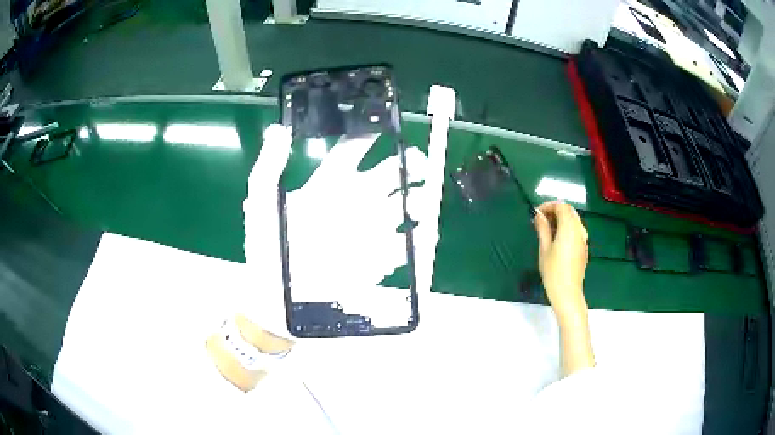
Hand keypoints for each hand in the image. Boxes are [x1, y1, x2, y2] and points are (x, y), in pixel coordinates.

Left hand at [242, 125, 438, 338]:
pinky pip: (408, 245)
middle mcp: (353, 202)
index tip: (384, 124)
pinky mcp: (379, 258)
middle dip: (408, 164)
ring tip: (421, 202)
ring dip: (419, 198)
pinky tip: (425, 235)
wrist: (278, 299)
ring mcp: (369, 230)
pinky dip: (421, 239)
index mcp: (327, 184)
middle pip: (389, 173)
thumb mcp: (261, 205)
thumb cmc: (266, 250)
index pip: (351, 151)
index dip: (367, 135)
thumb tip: (279, 129)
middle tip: (418, 162)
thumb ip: (269, 167)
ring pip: (405, 205)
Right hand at [533, 201, 588, 318]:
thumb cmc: (553, 271)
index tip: (536, 214)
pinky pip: (576, 230)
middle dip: (555, 211)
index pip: (561, 206)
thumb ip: (543, 228)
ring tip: (546, 230)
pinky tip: (556, 240)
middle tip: (540, 220)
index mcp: (569, 227)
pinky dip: (566, 228)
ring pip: (573, 220)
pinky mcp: (583, 247)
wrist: (568, 293)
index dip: (548, 206)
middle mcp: (579, 229)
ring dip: (560, 219)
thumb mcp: (544, 249)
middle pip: (569, 211)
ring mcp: (583, 239)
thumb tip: (539, 215)